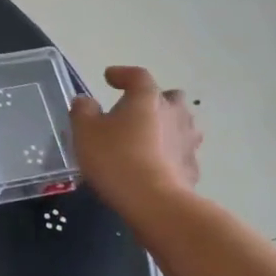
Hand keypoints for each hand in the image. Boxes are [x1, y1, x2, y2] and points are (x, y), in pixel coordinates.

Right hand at [69, 66, 202, 212]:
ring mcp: (188, 141)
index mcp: (147, 98)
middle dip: (155, 100)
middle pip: (170, 98)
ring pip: (181, 125)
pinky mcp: (192, 168)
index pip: (137, 76)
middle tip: (136, 110)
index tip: (109, 77)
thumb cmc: (115, 159)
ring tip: (148, 139)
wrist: (154, 202)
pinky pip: (181, 153)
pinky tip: (156, 166)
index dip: (122, 74)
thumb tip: (85, 101)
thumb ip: (83, 111)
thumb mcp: (85, 132)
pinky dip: (170, 155)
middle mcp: (174, 113)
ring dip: (167, 127)